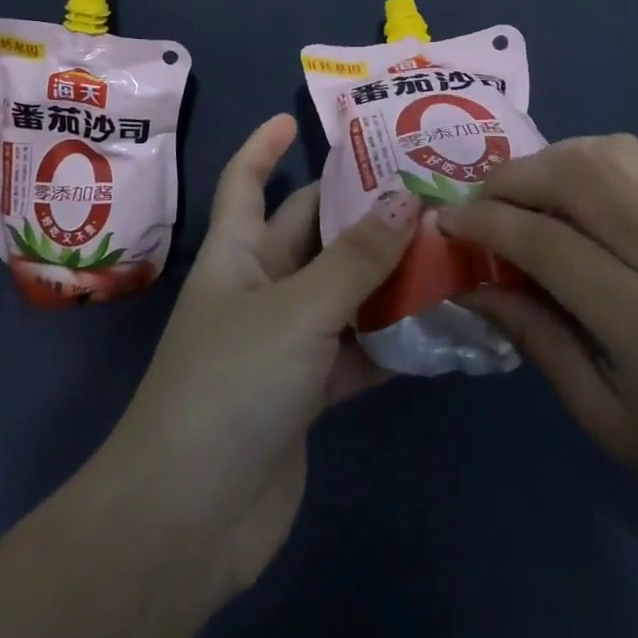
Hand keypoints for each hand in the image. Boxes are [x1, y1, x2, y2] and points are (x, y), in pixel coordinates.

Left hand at [90, 113, 417, 595]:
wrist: (190, 519)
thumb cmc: (230, 385)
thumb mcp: (298, 309)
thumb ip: (356, 258)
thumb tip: (407, 200)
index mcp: (237, 253)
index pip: (244, 182)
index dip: (263, 146)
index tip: (295, 117)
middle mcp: (259, 287)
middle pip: (310, 231)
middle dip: (356, 207)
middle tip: (421, 182)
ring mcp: (284, 342)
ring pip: (342, 289)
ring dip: (385, 273)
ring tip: (447, 244)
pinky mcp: (308, 392)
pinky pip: (356, 348)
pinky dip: (391, 338)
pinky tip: (441, 322)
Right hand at [438, 135, 637, 588]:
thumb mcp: (599, 416)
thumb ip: (533, 335)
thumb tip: (471, 281)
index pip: (550, 242)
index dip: (486, 223)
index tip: (446, 222)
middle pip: (583, 177)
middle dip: (515, 179)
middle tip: (479, 204)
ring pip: (616, 155)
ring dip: (555, 160)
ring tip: (523, 193)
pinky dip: (601, 157)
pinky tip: (579, 186)